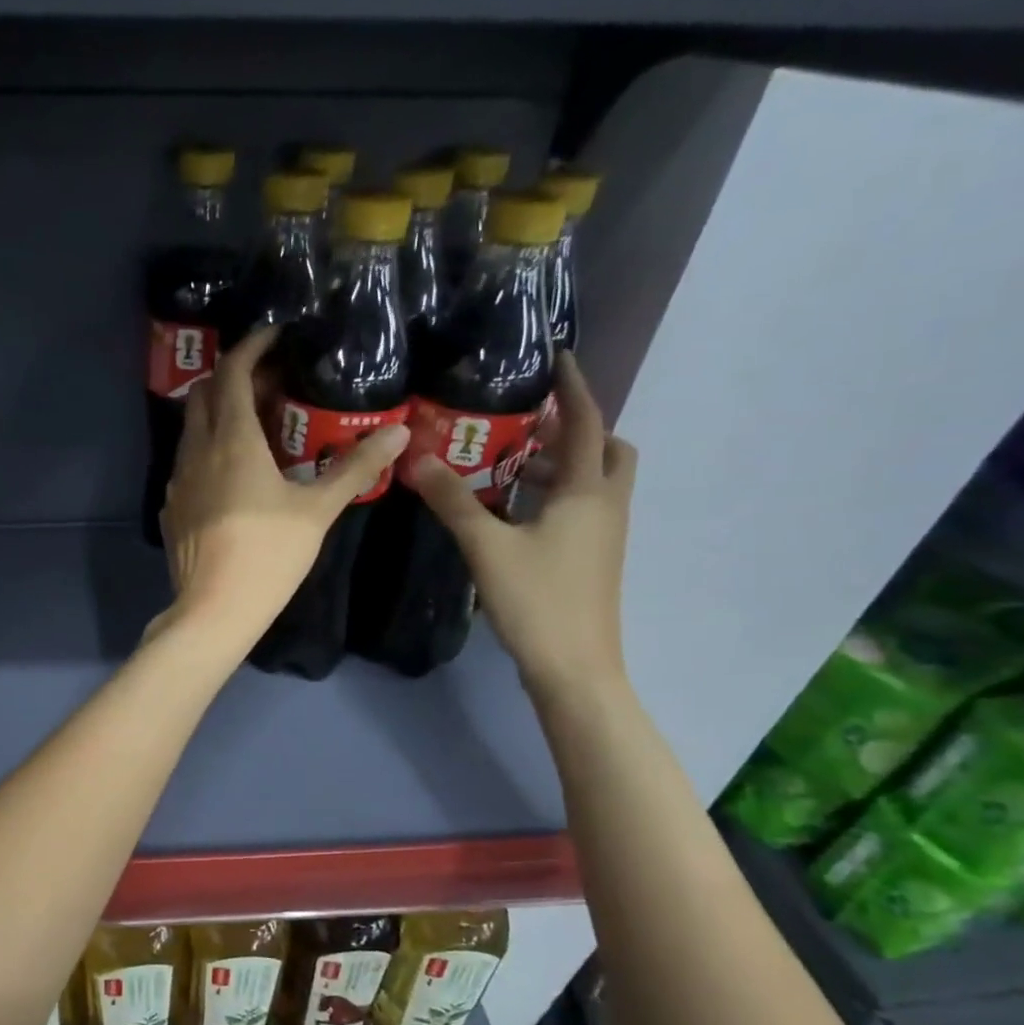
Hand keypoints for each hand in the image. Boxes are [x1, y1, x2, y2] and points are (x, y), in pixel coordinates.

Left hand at [156, 326, 408, 647]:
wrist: (213, 609)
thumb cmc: (268, 555)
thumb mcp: (317, 511)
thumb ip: (354, 468)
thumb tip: (398, 432)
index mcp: (232, 441)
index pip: (234, 373)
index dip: (253, 346)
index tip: (276, 335)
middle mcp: (196, 451)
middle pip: (206, 394)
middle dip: (235, 377)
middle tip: (271, 382)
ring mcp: (177, 481)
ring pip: (192, 429)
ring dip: (218, 414)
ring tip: (255, 425)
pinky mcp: (172, 508)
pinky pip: (186, 463)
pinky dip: (207, 450)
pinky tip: (230, 474)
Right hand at [406, 352, 635, 703]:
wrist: (574, 666)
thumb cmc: (536, 599)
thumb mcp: (486, 546)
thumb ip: (452, 500)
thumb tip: (416, 459)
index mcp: (587, 491)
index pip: (585, 423)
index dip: (573, 388)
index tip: (556, 358)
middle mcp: (605, 505)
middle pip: (607, 449)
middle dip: (577, 427)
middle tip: (530, 423)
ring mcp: (605, 535)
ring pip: (595, 481)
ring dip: (564, 463)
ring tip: (512, 461)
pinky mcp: (594, 558)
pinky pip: (583, 507)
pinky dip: (558, 494)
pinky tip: (516, 510)